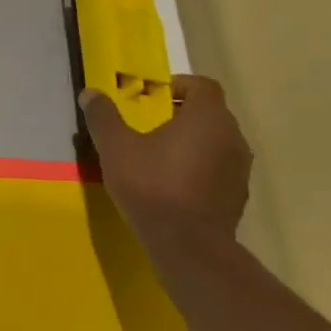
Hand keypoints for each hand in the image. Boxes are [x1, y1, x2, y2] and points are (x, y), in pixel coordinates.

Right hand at [82, 75, 252, 239]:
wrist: (188, 245)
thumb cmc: (152, 186)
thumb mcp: (116, 148)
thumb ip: (104, 117)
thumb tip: (90, 93)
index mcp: (207, 116)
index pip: (202, 85)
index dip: (179, 85)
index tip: (154, 97)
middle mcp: (232, 135)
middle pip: (210, 113)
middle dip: (182, 115)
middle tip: (150, 127)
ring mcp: (240, 167)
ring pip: (216, 142)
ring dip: (192, 143)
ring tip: (161, 158)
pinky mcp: (238, 195)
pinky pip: (219, 169)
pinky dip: (200, 169)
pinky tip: (175, 186)